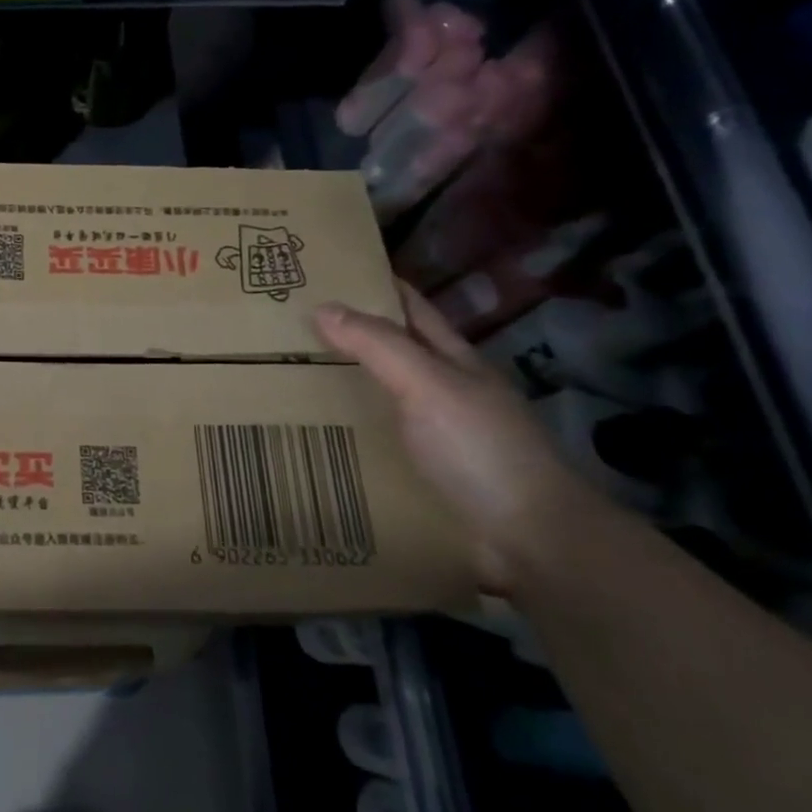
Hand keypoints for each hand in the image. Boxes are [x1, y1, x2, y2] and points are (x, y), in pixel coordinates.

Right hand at [314, 282, 598, 590]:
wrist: (531, 540)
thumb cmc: (482, 448)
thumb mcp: (429, 385)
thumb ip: (379, 346)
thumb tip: (321, 306)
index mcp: (453, 361)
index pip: (410, 310)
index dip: (376, 285)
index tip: (327, 271)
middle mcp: (443, 393)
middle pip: (390, 354)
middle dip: (345, 338)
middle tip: (284, 328)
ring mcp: (434, 436)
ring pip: (378, 400)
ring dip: (340, 390)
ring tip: (281, 380)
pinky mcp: (421, 475)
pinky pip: (373, 445)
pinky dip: (344, 435)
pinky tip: (309, 437)